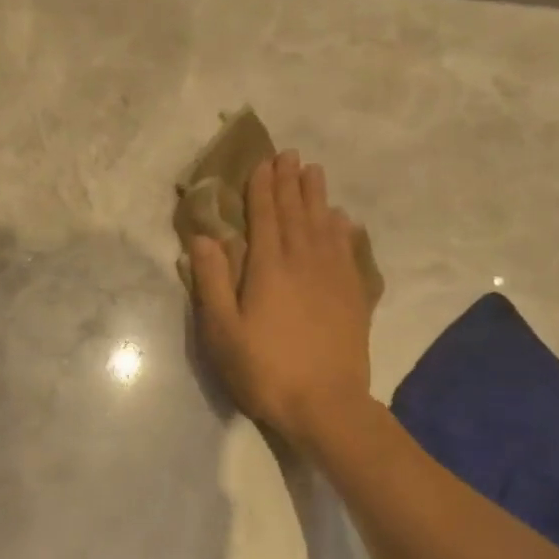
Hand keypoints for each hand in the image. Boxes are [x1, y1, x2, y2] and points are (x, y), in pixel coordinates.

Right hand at [190, 151, 373, 446]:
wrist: (325, 404)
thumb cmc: (263, 369)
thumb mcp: (222, 330)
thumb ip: (212, 281)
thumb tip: (203, 237)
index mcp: (269, 267)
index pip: (265, 216)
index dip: (262, 188)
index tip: (263, 162)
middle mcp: (304, 261)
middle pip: (297, 213)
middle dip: (291, 182)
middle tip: (290, 155)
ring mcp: (334, 277)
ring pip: (325, 225)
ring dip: (318, 196)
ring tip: (315, 172)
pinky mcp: (354, 296)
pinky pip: (349, 250)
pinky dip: (344, 229)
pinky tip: (343, 220)